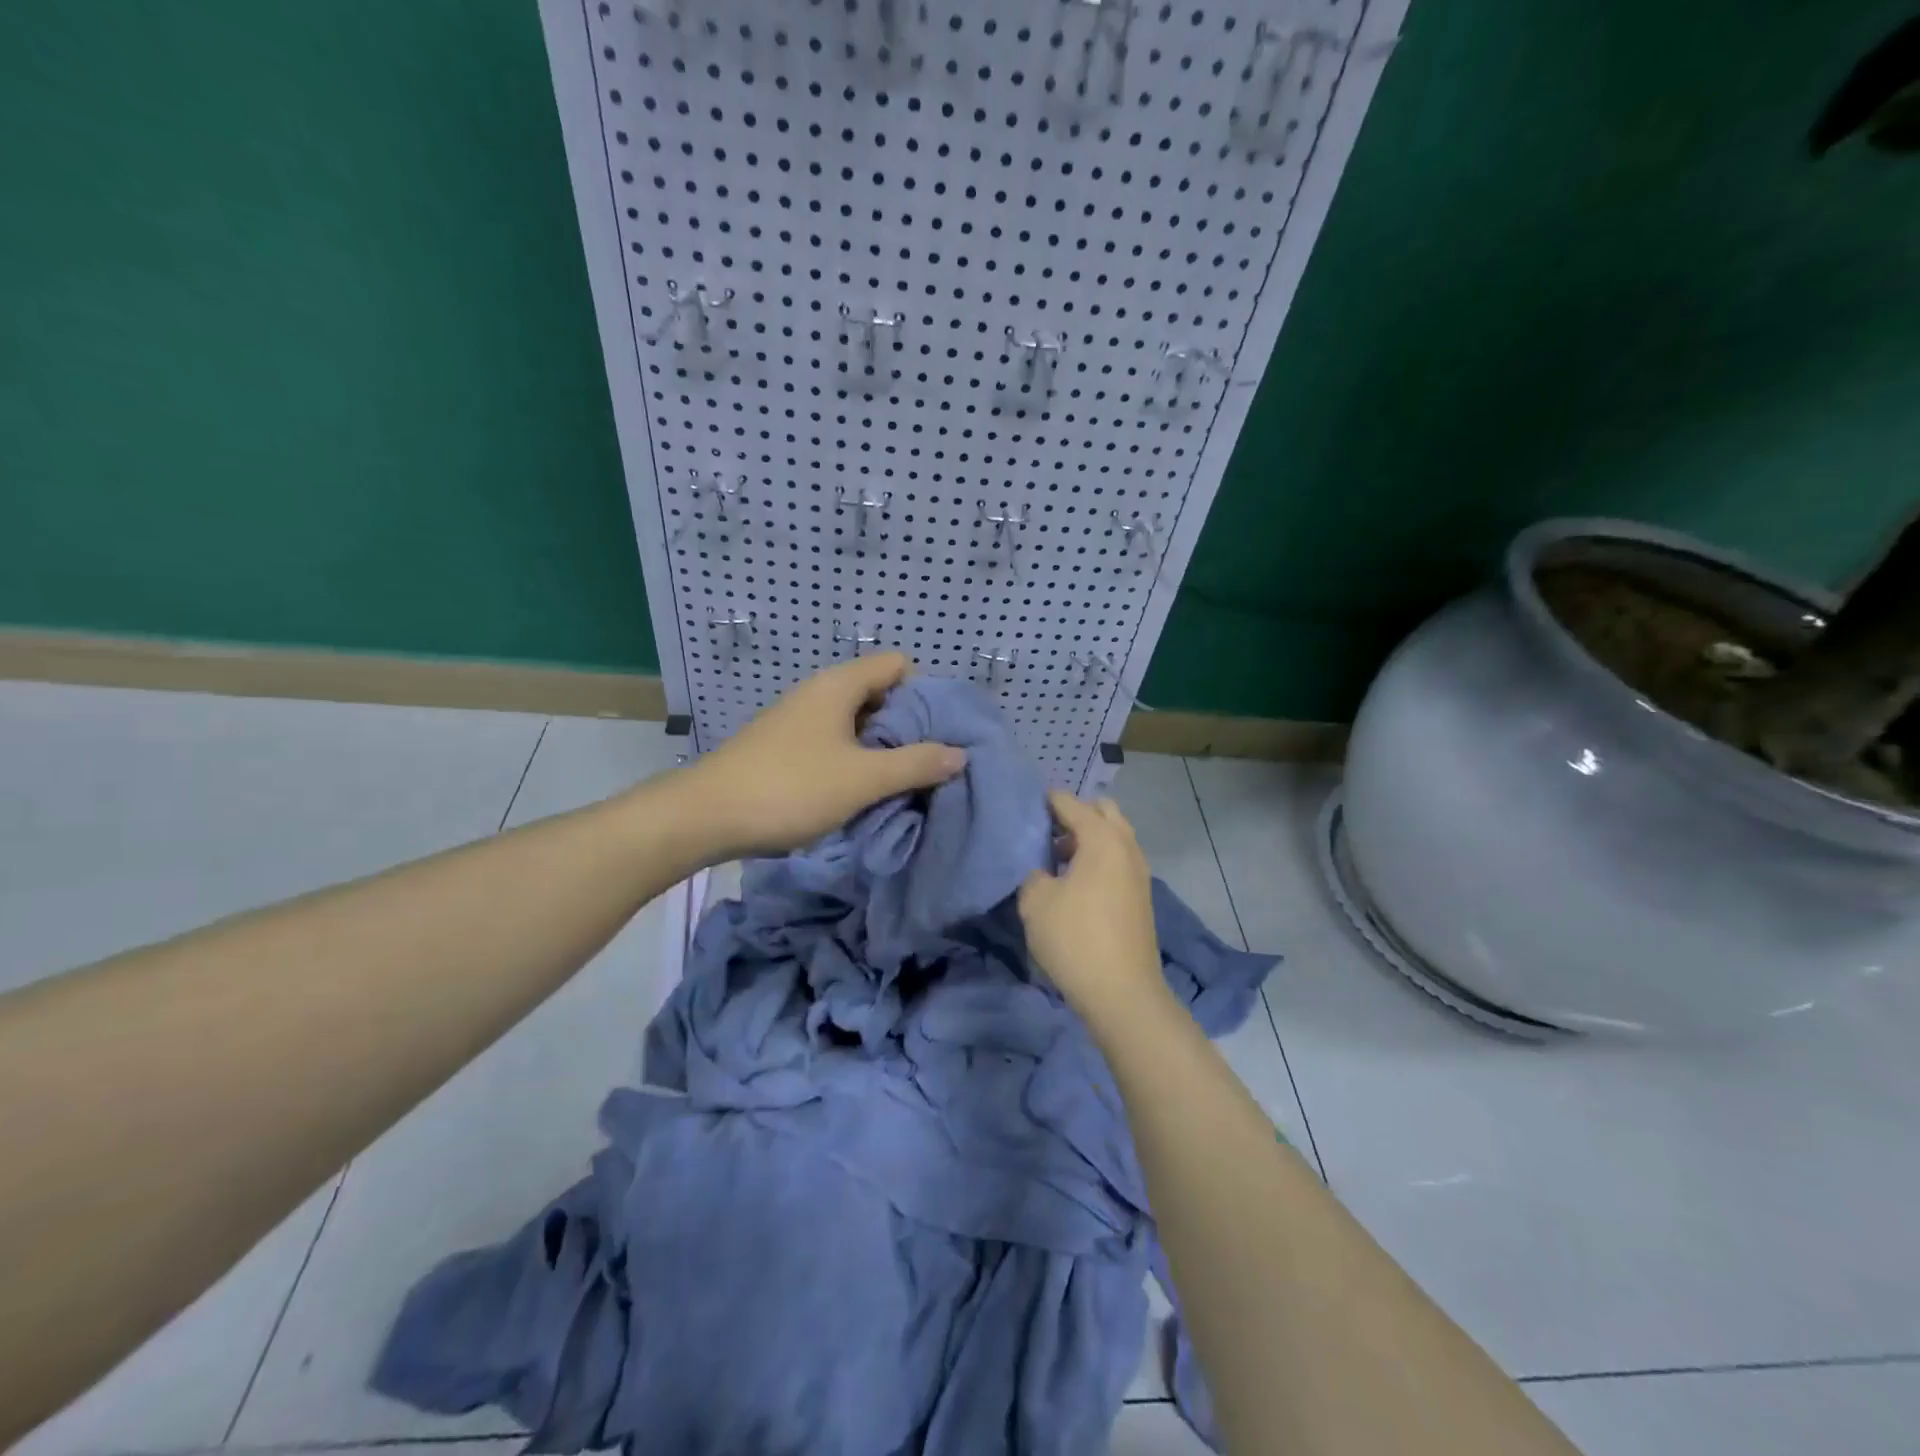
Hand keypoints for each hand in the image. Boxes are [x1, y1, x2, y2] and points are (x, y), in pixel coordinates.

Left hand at [678, 653, 966, 857]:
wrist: (706, 816)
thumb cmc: (791, 788)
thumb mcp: (863, 779)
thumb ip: (916, 764)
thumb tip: (959, 754)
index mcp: (839, 685)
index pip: (898, 665)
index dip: (925, 693)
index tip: (938, 733)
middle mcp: (819, 693)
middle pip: (879, 694)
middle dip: (907, 726)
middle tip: (928, 763)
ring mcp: (798, 720)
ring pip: (856, 723)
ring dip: (881, 748)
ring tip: (900, 783)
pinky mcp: (784, 747)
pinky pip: (834, 743)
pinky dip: (854, 760)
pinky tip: (860, 792)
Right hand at [1017, 790, 1166, 1015]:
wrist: (1123, 993)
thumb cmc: (1075, 938)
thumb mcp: (1035, 901)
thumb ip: (1033, 873)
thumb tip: (1042, 871)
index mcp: (1102, 838)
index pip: (1070, 803)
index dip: (1045, 801)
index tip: (1023, 808)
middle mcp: (1126, 846)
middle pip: (1102, 812)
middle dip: (1075, 815)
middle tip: (1046, 834)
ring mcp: (1139, 871)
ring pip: (1114, 837)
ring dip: (1088, 840)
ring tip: (1056, 862)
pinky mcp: (1141, 896)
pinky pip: (1118, 860)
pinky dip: (1099, 860)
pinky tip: (1075, 885)